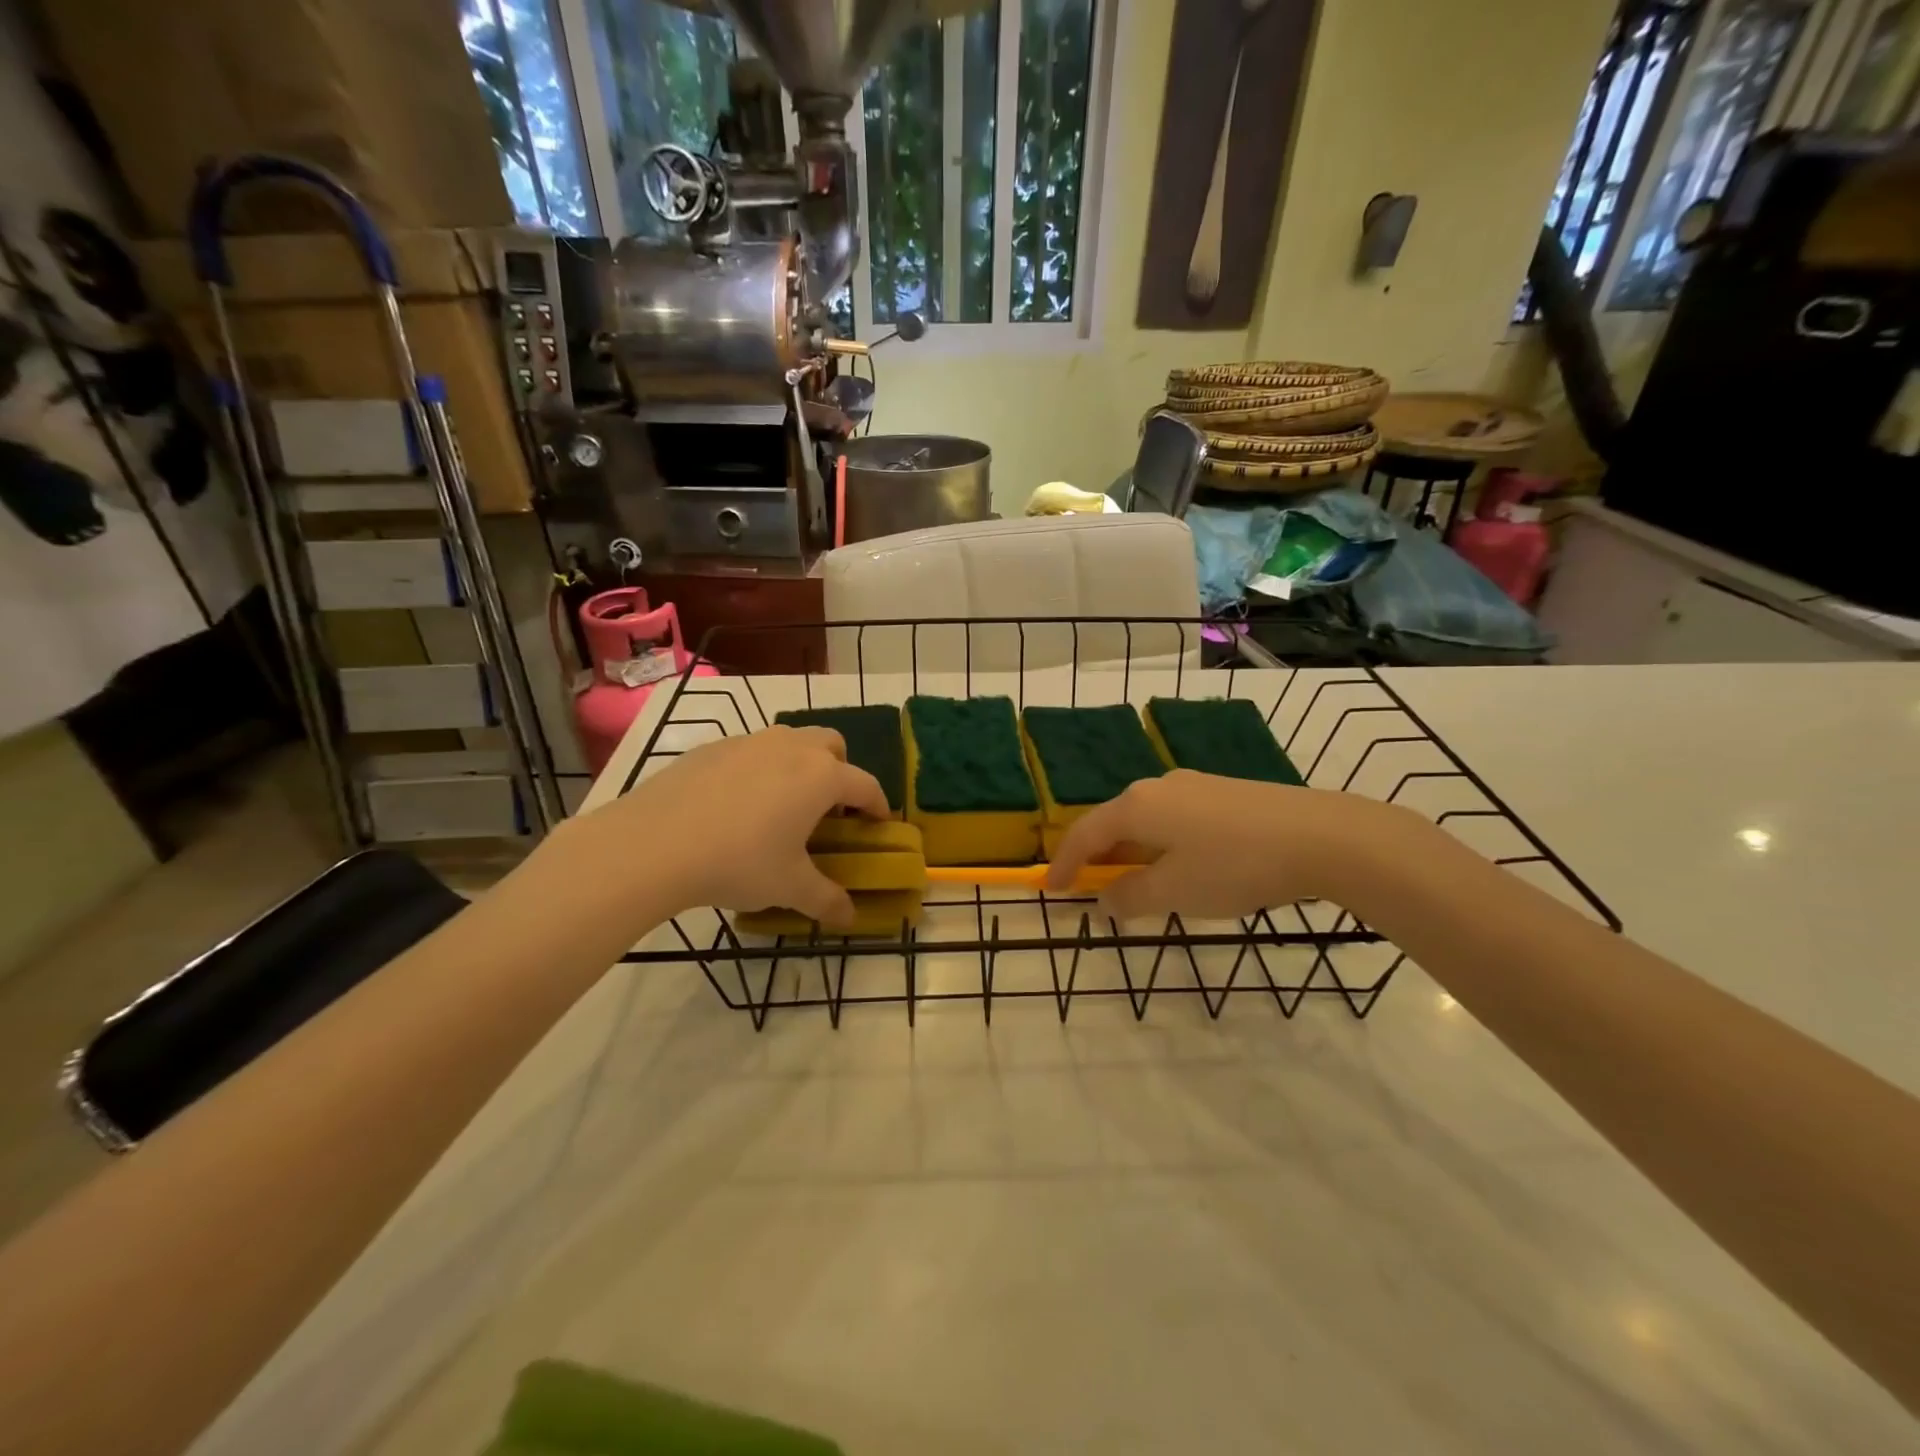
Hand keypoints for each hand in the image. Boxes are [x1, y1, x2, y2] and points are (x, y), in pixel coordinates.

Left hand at [565, 725, 888, 929]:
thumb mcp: (789, 887)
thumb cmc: (738, 862)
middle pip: (832, 746)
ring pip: (791, 741)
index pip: (865, 785)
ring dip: (800, 765)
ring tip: (783, 804)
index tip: (877, 825)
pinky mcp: (714, 747)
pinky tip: (738, 804)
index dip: (877, 806)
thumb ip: (826, 900)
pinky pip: (752, 751)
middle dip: (840, 772)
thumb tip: (850, 920)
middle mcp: (792, 748)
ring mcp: (750, 742)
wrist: (654, 843)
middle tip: (828, 810)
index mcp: (822, 777)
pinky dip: (760, 769)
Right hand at [1044, 769, 1409, 919]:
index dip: (1065, 863)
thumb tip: (1104, 899)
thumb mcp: (1175, 891)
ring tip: (1140, 884)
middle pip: (1114, 822)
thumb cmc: (1235, 866)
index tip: (1052, 890)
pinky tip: (1185, 867)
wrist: (1322, 836)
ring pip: (1148, 821)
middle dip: (1100, 857)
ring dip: (1134, 852)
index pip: (1085, 833)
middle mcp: (1158, 786)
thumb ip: (1131, 896)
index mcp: (1137, 805)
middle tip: (1094, 889)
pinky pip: (1176, 819)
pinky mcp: (1225, 793)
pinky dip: (1164, 845)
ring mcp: (1195, 786)